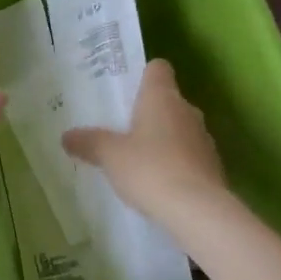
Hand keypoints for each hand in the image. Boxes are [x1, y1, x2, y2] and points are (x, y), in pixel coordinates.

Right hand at [62, 59, 226, 222]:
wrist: (199, 211)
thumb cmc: (150, 169)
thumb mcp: (110, 156)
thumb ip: (88, 142)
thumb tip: (67, 136)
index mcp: (162, 97)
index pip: (158, 68)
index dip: (142, 75)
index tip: (125, 90)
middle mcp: (187, 111)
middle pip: (167, 100)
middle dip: (147, 112)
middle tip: (121, 128)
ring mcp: (204, 139)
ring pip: (179, 128)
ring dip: (162, 139)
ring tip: (137, 159)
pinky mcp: (213, 166)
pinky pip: (189, 155)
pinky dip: (175, 163)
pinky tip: (157, 183)